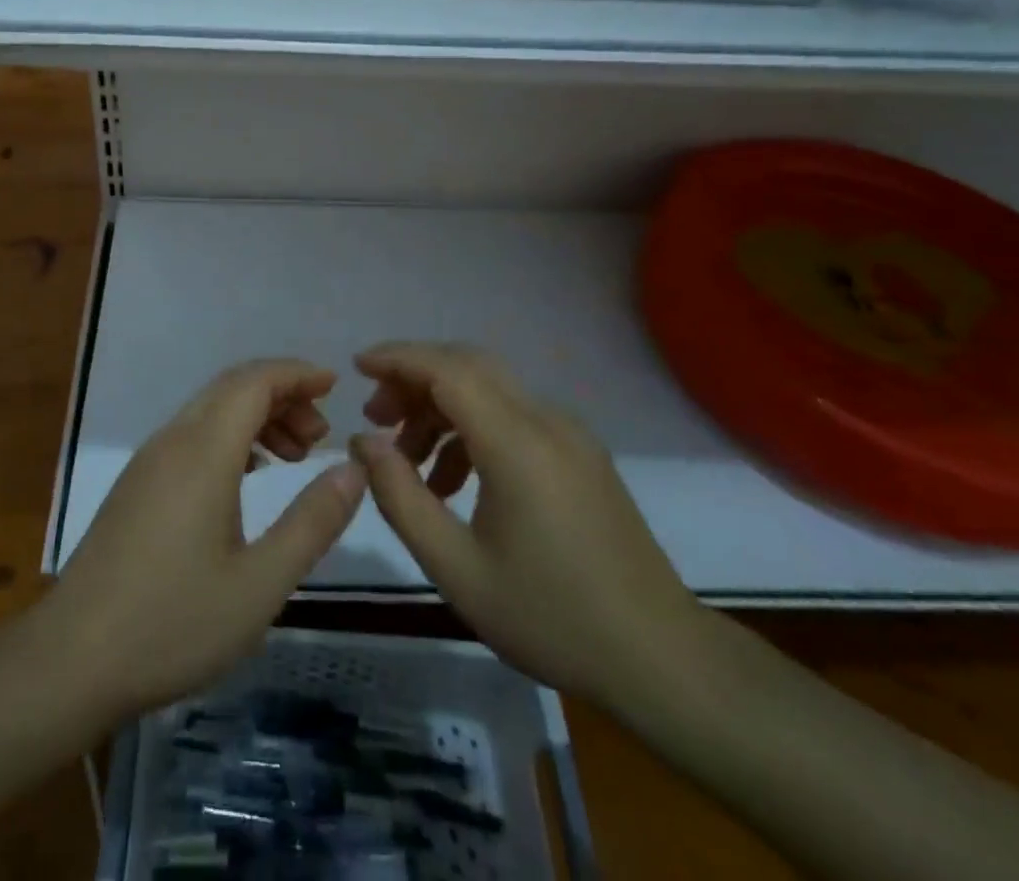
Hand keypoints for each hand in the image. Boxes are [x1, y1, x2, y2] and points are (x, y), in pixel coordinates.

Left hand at [46, 359, 366, 721]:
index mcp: (203, 451)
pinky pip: (193, 435)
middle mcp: (173, 441)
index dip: (297, 374)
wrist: (73, 660)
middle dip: (283, 395)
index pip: (254, 381)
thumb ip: (312, 522)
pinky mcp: (138, 485)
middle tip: (321, 437)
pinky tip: (250, 477)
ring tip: (294, 457)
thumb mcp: (260, 584)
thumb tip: (353, 468)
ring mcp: (149, 461)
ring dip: (257, 417)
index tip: (336, 386)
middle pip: (232, 388)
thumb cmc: (173, 623)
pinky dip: (231, 438)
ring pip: (211, 410)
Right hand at [347, 341, 708, 707]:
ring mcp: (570, 436)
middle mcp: (546, 421)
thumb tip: (363, 442)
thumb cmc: (551, 618)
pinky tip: (454, 481)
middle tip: (375, 415)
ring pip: (491, 389)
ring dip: (442, 406)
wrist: (662, 660)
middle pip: (469, 365)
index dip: (398, 359)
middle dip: (415, 377)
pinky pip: (514, 416)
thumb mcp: (457, 569)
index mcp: (517, 443)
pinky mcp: (581, 455)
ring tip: (407, 457)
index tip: (356, 367)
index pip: (448, 369)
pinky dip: (472, 427)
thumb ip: (401, 497)